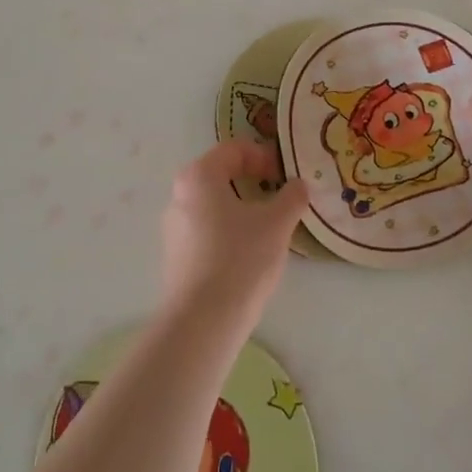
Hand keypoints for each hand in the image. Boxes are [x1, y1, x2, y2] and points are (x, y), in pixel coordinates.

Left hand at [160, 140, 308, 328]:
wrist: (203, 320)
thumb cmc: (240, 259)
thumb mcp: (276, 223)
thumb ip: (292, 197)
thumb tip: (298, 185)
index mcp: (199, 176)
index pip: (234, 150)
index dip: (264, 157)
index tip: (286, 176)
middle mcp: (179, 194)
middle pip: (220, 175)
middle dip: (253, 181)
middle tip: (279, 197)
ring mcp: (173, 226)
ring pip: (213, 204)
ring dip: (241, 207)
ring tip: (268, 228)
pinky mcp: (175, 255)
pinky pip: (205, 229)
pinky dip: (228, 230)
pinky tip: (248, 253)